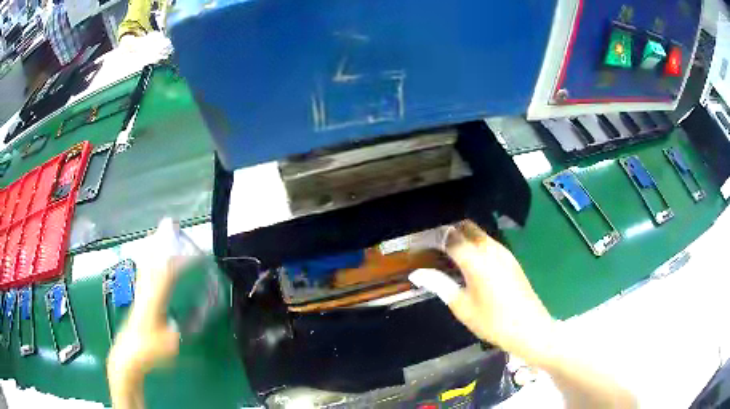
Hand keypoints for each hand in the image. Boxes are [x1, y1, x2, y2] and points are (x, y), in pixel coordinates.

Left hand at [107, 219, 180, 406]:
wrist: (128, 357)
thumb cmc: (148, 352)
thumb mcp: (169, 346)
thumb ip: (179, 328)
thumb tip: (190, 315)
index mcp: (152, 302)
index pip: (165, 275)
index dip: (178, 261)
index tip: (193, 251)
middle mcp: (145, 292)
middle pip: (154, 262)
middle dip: (162, 243)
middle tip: (170, 223)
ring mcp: (140, 294)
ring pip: (147, 265)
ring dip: (154, 247)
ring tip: (160, 231)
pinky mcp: (139, 299)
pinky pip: (144, 272)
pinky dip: (148, 259)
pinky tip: (150, 256)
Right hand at [410, 221, 555, 364]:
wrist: (529, 328)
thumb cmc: (492, 322)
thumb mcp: (462, 307)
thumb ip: (440, 284)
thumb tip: (418, 274)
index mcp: (476, 260)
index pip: (449, 237)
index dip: (431, 238)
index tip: (418, 246)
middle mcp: (491, 249)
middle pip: (465, 227)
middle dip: (447, 232)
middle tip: (432, 248)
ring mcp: (504, 252)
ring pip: (478, 233)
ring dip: (462, 237)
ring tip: (448, 256)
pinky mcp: (511, 258)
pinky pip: (488, 242)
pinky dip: (474, 245)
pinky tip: (468, 263)